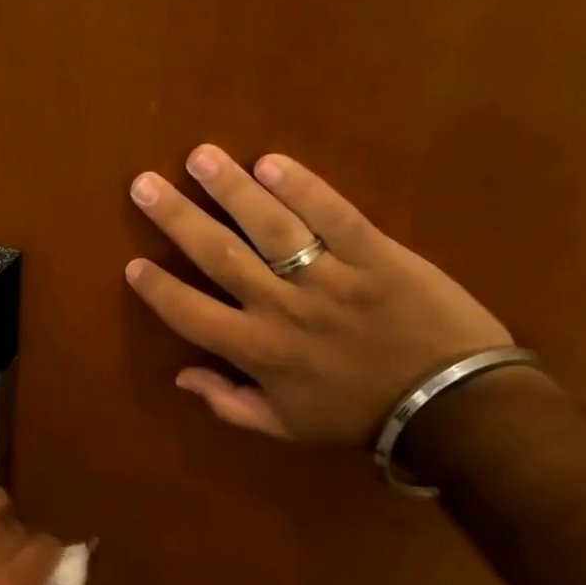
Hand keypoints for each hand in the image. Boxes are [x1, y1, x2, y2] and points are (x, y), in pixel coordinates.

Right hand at [124, 145, 511, 443]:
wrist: (451, 408)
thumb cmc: (360, 416)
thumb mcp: (286, 427)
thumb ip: (229, 404)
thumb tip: (181, 377)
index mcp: (258, 352)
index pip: (192, 315)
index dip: (158, 289)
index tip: (134, 263)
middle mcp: (282, 309)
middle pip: (219, 256)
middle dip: (177, 219)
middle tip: (144, 185)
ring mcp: (330, 279)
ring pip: (270, 227)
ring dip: (231, 189)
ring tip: (200, 157)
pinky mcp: (377, 256)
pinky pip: (335, 216)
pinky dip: (303, 188)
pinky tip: (271, 163)